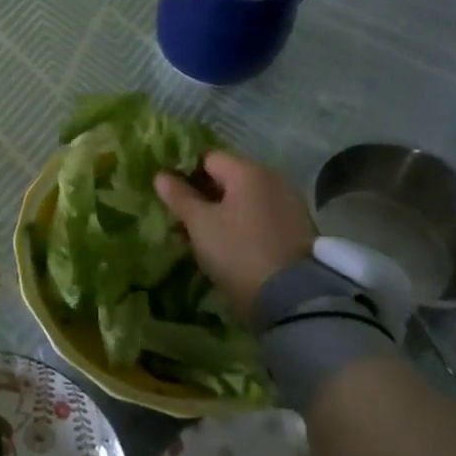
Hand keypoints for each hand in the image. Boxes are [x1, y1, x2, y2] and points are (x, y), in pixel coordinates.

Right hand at [155, 152, 314, 322]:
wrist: (292, 297)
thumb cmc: (238, 250)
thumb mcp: (200, 223)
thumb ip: (179, 196)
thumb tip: (161, 175)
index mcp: (247, 171)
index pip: (207, 157)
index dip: (184, 171)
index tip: (169, 193)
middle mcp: (271, 179)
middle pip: (226, 177)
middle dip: (201, 193)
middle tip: (180, 216)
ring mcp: (287, 204)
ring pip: (242, 198)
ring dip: (219, 210)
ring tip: (199, 234)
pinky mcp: (294, 228)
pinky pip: (257, 215)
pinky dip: (239, 223)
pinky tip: (225, 243)